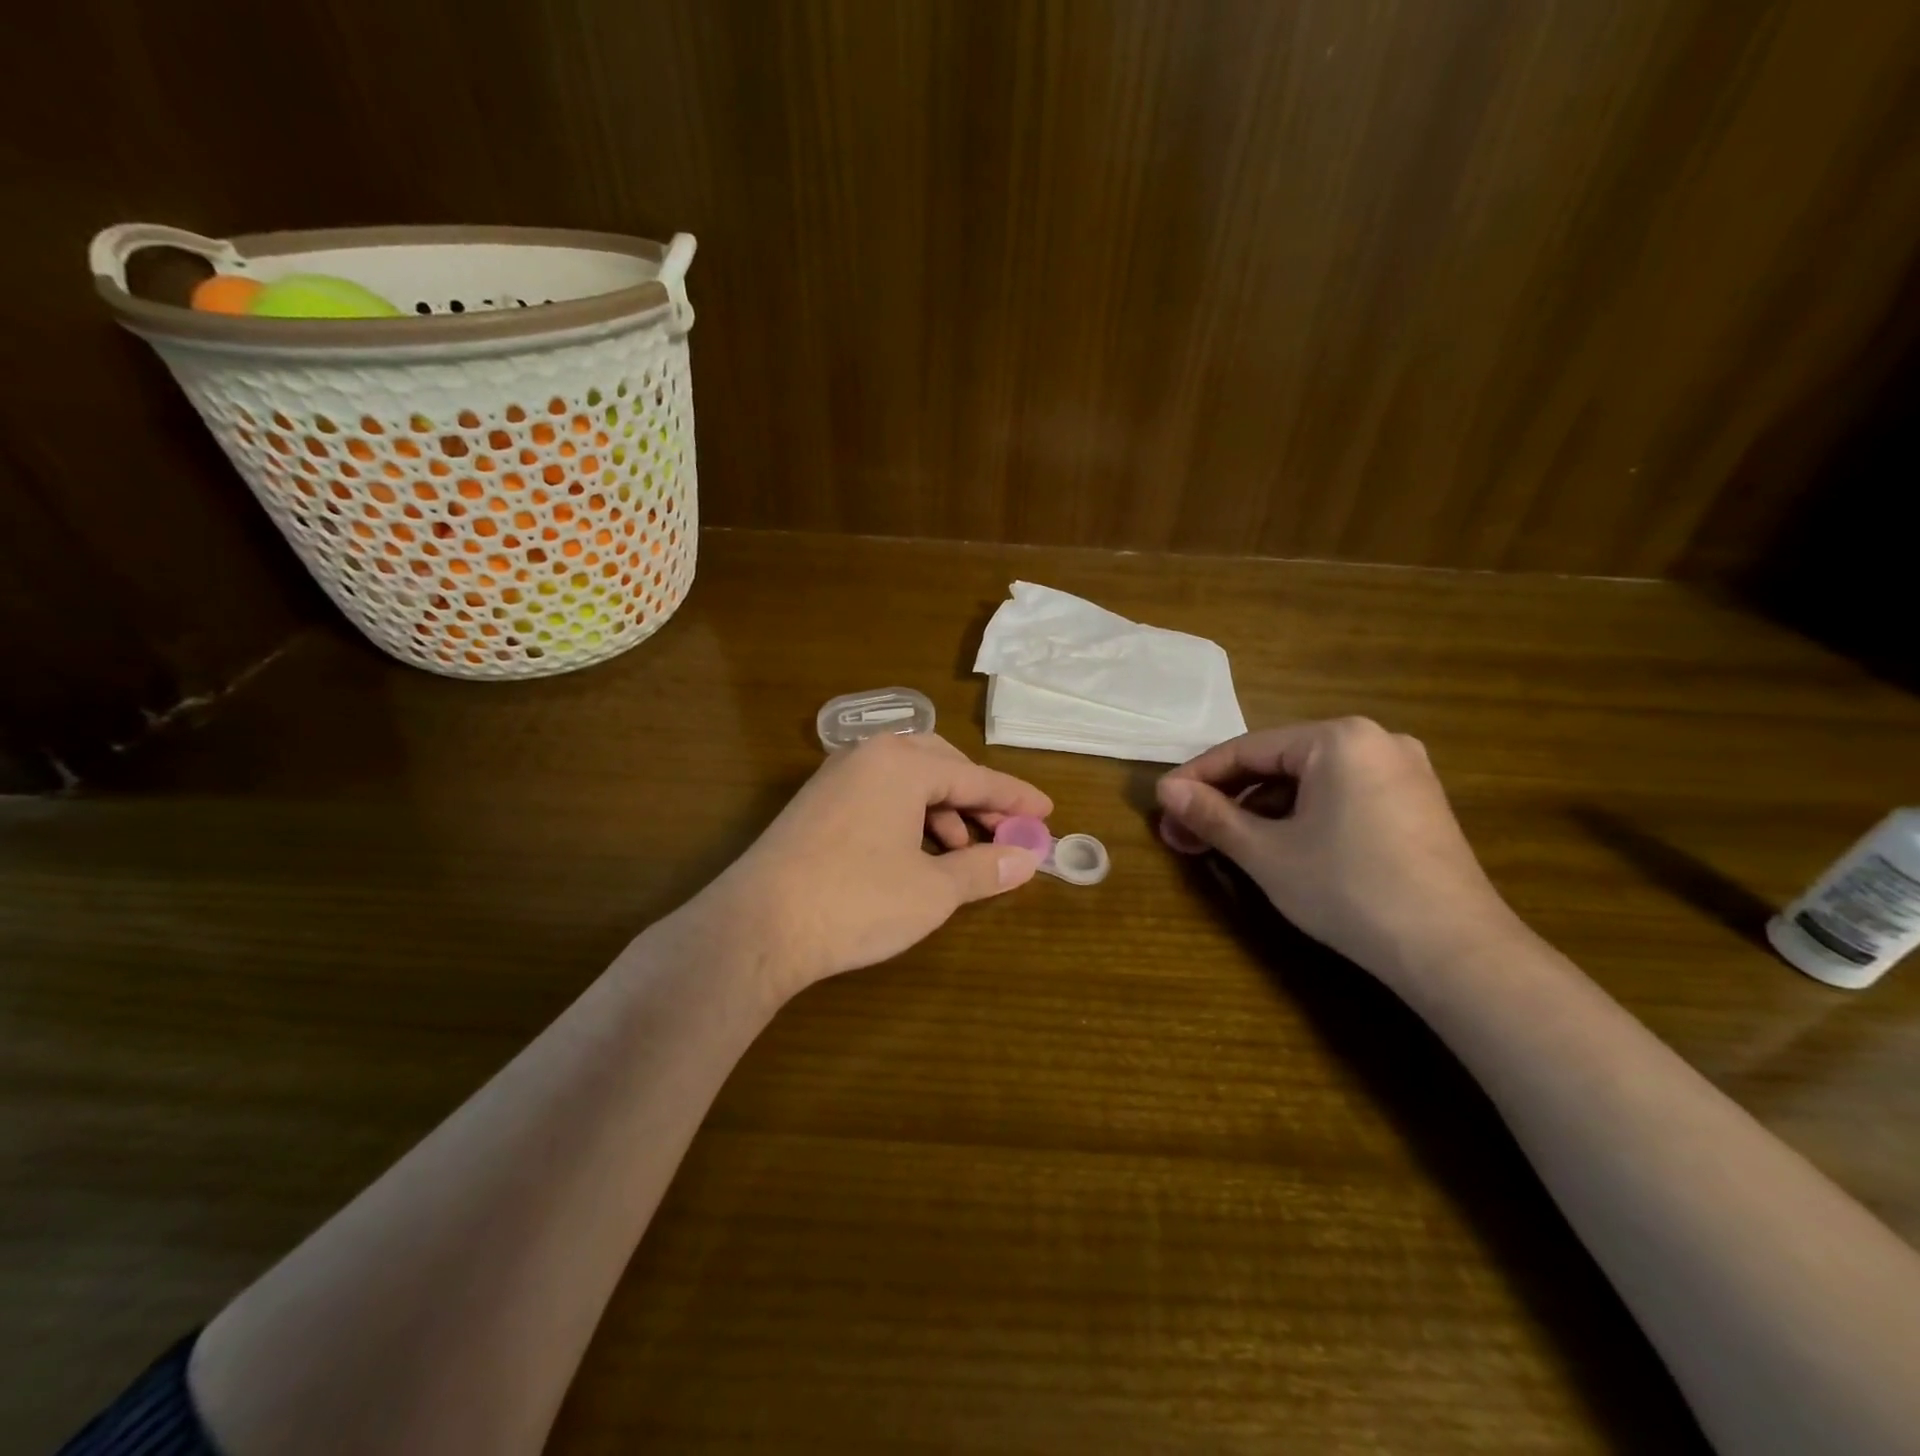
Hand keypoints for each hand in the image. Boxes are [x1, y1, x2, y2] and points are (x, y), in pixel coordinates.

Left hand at [697, 734, 1051, 1000]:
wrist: (757, 926)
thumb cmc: (856, 901)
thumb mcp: (932, 890)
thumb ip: (984, 868)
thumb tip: (1027, 859)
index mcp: (903, 764)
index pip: (975, 777)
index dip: (1015, 798)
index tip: (1047, 813)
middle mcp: (868, 756)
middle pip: (941, 767)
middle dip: (977, 799)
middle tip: (1005, 832)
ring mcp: (836, 777)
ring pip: (908, 781)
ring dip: (943, 811)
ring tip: (961, 852)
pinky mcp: (816, 803)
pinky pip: (879, 795)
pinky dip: (909, 817)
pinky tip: (916, 854)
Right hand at [1155, 718, 1520, 981]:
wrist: (1455, 952)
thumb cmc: (1350, 890)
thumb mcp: (1267, 853)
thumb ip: (1212, 816)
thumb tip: (1166, 792)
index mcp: (1339, 738)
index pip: (1247, 749)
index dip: (1197, 777)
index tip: (1161, 803)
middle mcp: (1375, 740)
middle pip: (1279, 763)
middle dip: (1227, 799)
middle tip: (1185, 832)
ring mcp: (1403, 771)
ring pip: (1308, 781)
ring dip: (1261, 810)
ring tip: (1225, 844)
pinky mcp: (1416, 803)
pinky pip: (1340, 795)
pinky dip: (1301, 816)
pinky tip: (1277, 845)